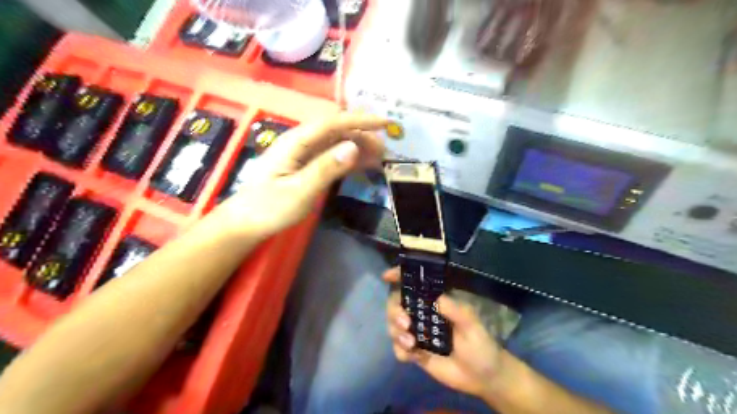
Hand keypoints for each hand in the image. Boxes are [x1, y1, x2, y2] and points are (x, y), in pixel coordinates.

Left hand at [212, 113, 386, 241]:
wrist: (246, 223)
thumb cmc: (269, 208)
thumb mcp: (299, 191)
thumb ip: (325, 168)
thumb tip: (353, 147)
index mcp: (296, 142)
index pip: (331, 122)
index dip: (359, 120)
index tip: (384, 124)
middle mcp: (300, 143)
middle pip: (335, 130)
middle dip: (362, 135)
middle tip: (384, 151)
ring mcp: (303, 155)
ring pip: (335, 143)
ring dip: (358, 147)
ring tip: (379, 158)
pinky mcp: (306, 167)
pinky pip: (331, 157)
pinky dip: (349, 159)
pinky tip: (363, 165)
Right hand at [383, 267, 503, 399]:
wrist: (482, 378)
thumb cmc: (480, 345)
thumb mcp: (472, 325)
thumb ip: (456, 311)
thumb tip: (436, 299)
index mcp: (436, 302)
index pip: (415, 285)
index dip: (399, 277)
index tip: (387, 276)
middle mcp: (423, 314)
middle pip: (397, 304)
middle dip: (395, 311)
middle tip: (405, 324)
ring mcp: (417, 333)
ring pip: (393, 325)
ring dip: (396, 332)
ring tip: (411, 344)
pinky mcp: (415, 352)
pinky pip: (398, 348)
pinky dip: (400, 351)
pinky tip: (410, 357)